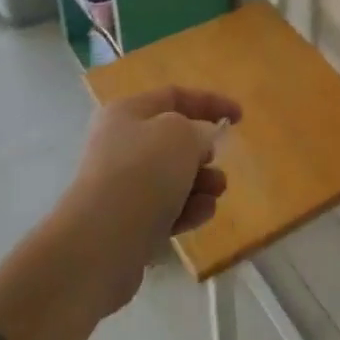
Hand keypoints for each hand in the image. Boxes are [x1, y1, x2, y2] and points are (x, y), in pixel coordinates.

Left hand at [55, 87, 240, 315]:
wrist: (100, 243)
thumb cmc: (143, 173)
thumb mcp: (181, 135)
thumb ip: (199, 130)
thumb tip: (199, 142)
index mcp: (127, 112)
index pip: (174, 96)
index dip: (209, 102)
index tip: (239, 117)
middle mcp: (120, 144)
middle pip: (172, 140)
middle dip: (203, 151)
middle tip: (217, 162)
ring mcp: (120, 185)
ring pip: (172, 177)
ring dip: (200, 183)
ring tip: (216, 192)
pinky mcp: (126, 223)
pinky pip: (165, 208)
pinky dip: (186, 209)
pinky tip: (201, 214)